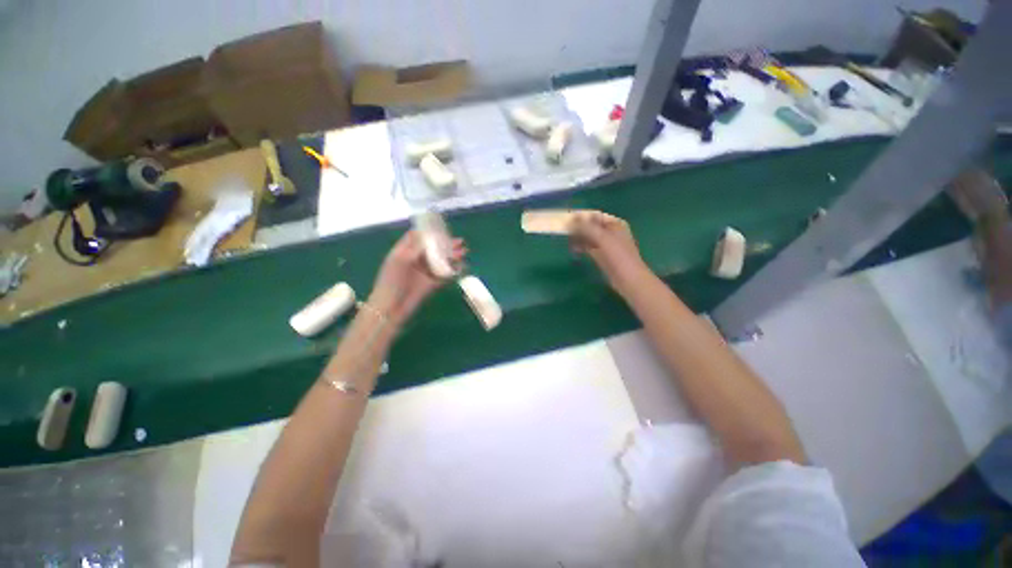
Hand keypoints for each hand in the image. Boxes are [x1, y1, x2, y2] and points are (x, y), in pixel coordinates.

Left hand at [368, 231, 466, 327]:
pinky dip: (453, 270)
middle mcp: (415, 260)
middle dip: (446, 244)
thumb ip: (416, 247)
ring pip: (440, 260)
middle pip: (432, 248)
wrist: (391, 308)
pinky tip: (461, 267)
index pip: (417, 237)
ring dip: (452, 256)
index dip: (429, 232)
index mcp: (404, 251)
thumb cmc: (391, 281)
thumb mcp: (401, 260)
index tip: (442, 230)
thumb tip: (432, 238)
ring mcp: (424, 272)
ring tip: (463, 253)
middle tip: (460, 242)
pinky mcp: (431, 283)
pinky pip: (444, 274)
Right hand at [569, 211, 649, 293]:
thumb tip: (570, 219)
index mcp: (615, 224)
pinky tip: (574, 250)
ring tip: (569, 242)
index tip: (566, 220)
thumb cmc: (618, 256)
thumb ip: (586, 227)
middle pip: (591, 226)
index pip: (594, 216)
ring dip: (579, 238)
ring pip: (589, 237)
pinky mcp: (602, 256)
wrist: (628, 279)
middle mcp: (611, 232)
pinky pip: (589, 247)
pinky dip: (582, 247)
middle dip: (578, 228)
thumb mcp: (602, 238)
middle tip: (565, 232)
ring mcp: (606, 244)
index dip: (581, 217)